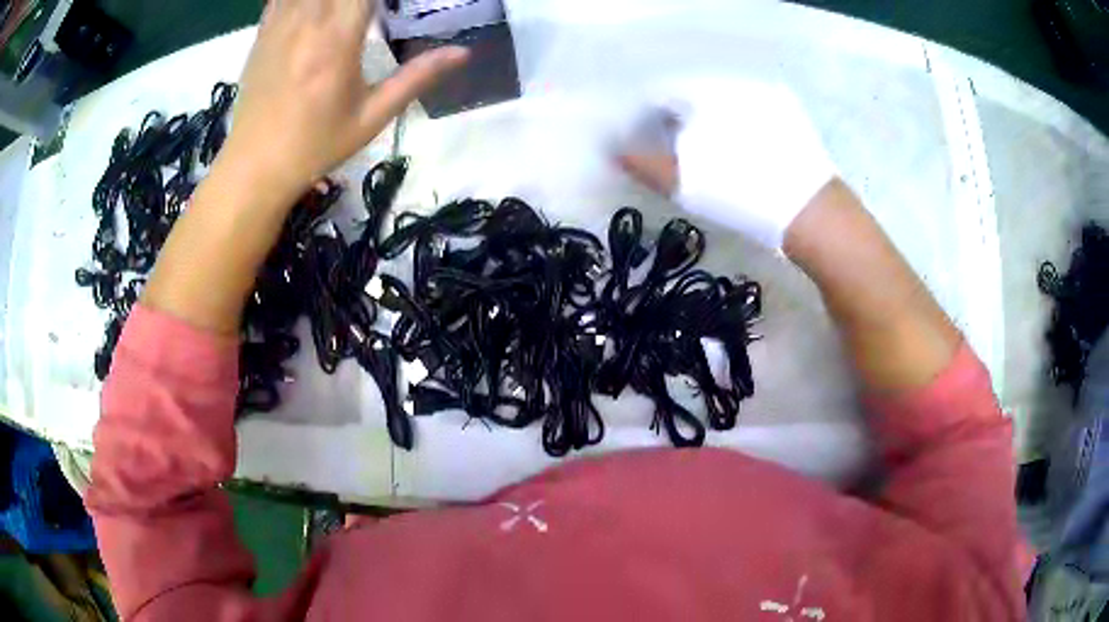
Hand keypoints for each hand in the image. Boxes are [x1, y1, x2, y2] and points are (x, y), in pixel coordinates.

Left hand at [220, 0, 467, 201]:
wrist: (254, 167)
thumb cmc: (315, 146)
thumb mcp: (371, 117)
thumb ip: (417, 78)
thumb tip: (463, 53)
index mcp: (337, 39)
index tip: (395, 6)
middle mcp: (307, 21)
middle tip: (373, 9)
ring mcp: (279, 23)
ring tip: (348, 11)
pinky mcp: (262, 32)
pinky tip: (318, 8)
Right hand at [618, 78, 835, 249]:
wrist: (810, 210)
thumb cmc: (741, 192)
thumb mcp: (685, 183)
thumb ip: (644, 164)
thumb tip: (616, 150)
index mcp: (705, 92)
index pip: (662, 96)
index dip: (650, 121)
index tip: (651, 146)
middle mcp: (734, 83)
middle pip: (693, 96)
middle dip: (681, 120)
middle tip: (682, 154)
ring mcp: (767, 96)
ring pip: (723, 102)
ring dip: (711, 123)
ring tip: (715, 157)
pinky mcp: (790, 114)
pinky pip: (751, 112)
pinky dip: (739, 127)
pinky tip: (745, 154)